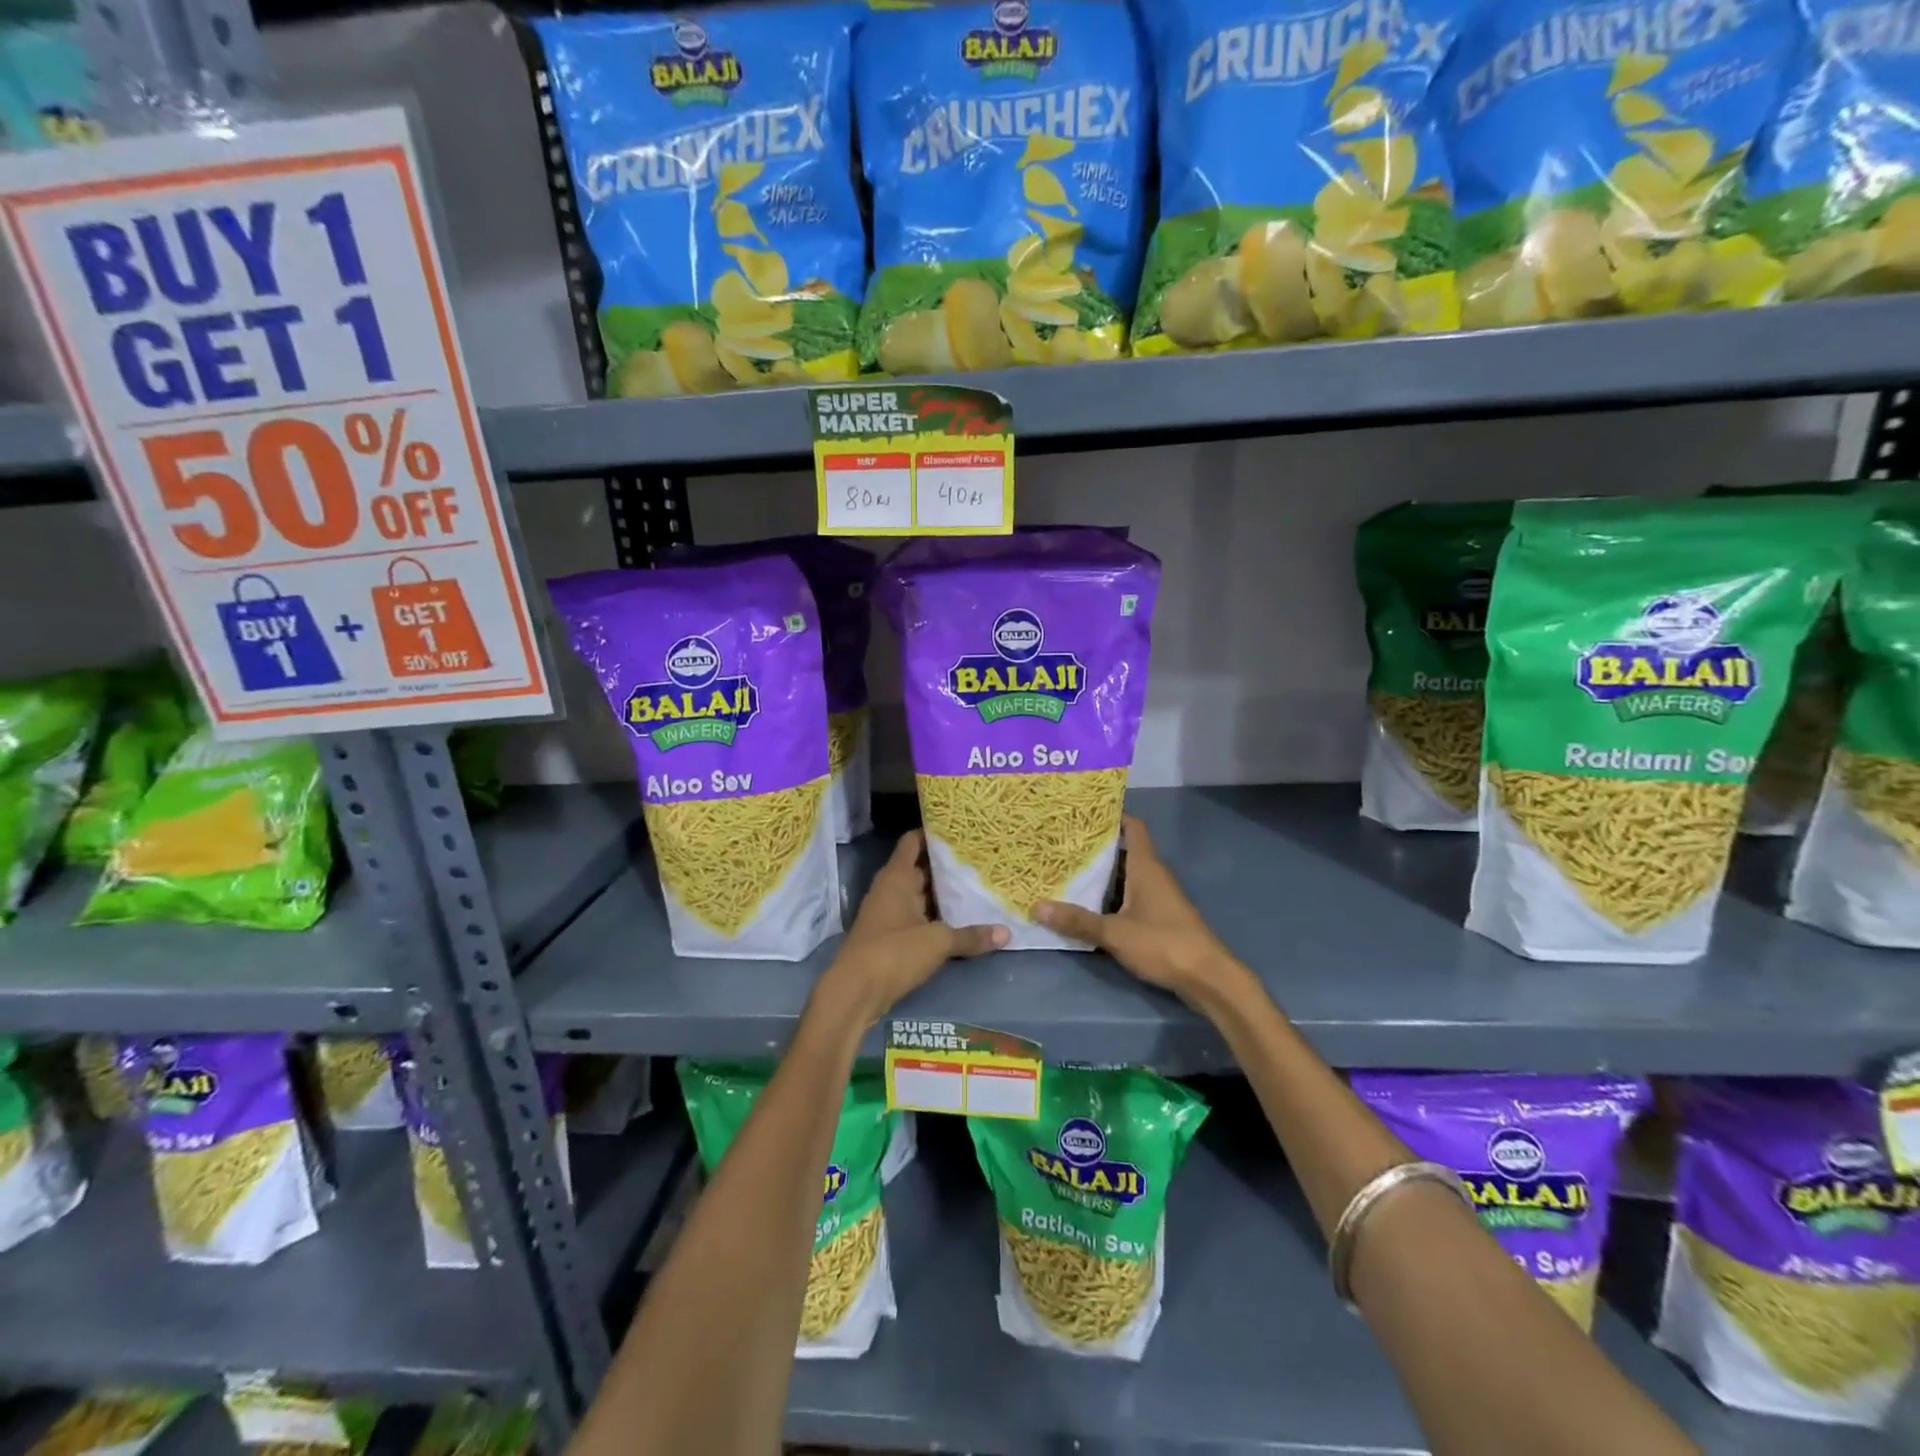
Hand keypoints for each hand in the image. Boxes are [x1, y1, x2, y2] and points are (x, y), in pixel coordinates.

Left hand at [815, 831, 1006, 1028]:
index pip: (914, 841)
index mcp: (897, 876)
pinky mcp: (891, 936)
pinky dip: (937, 916)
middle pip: (921, 868)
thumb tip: (1007, 932)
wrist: (855, 992)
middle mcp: (891, 888)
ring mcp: (889, 913)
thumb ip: (971, 936)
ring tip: (978, 886)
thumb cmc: (894, 952)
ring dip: (944, 893)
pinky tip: (961, 920)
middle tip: (982, 860)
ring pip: (921, 894)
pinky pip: (918, 917)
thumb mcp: (938, 942)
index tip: (961, 830)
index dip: (934, 833)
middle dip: (947, 866)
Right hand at [1035, 816, 1246, 1007]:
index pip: (1133, 827)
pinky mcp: (1160, 918)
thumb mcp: (1115, 933)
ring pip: (1125, 876)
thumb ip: (1077, 920)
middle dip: (1096, 848)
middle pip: (1123, 851)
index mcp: (1146, 867)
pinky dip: (1110, 897)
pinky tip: (1088, 906)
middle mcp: (1153, 875)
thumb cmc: (1163, 943)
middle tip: (1061, 843)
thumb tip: (1037, 906)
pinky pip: (1130, 897)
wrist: (1208, 978)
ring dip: (1102, 875)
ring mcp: (1159, 897)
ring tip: (1066, 871)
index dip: (1112, 815)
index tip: (1084, 811)